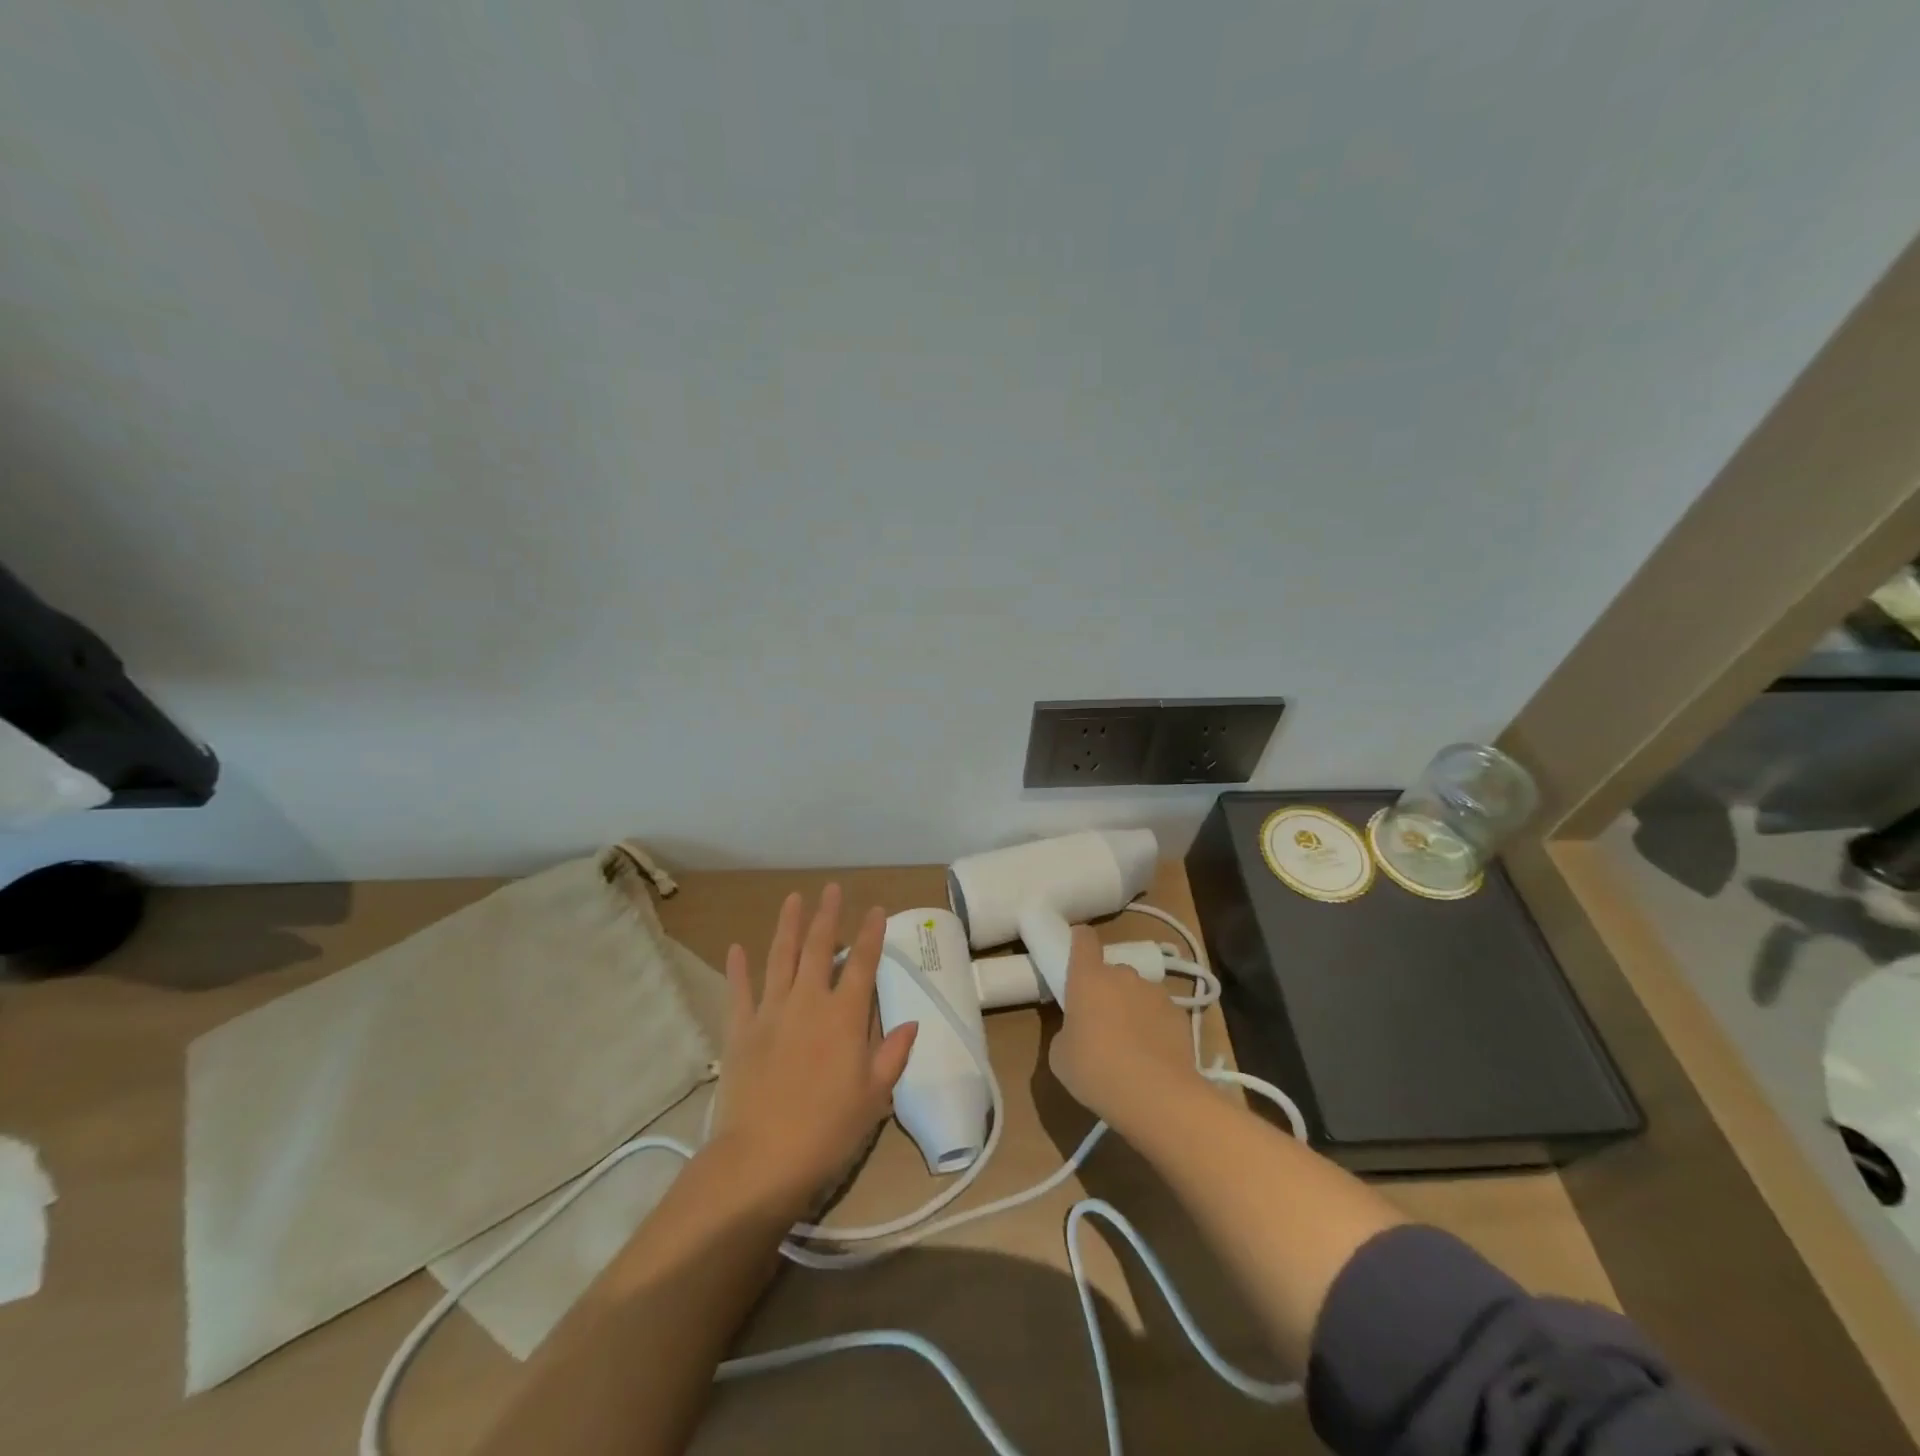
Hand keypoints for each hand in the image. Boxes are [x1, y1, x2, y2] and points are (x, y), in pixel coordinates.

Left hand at [711, 885, 918, 1212]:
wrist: (761, 1159)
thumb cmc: (827, 1130)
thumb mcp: (874, 1097)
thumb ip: (892, 1054)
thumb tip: (910, 1023)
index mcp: (844, 1016)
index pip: (862, 964)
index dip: (870, 934)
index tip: (875, 910)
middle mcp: (808, 1002)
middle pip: (818, 949)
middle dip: (827, 916)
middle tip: (831, 889)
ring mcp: (770, 1013)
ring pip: (780, 958)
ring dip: (787, 926)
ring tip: (793, 899)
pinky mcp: (740, 1031)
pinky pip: (739, 992)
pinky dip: (738, 969)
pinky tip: (737, 948)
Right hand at [1048, 925, 1200, 1127]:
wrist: (1158, 1097)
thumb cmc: (1096, 1071)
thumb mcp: (1060, 1056)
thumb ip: (1066, 1031)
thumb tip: (1078, 1031)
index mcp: (1088, 978)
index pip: (1083, 939)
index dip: (1079, 941)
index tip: (1075, 954)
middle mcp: (1123, 975)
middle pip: (1111, 971)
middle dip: (1106, 990)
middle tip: (1100, 1022)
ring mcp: (1155, 993)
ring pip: (1137, 992)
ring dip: (1131, 1008)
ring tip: (1130, 1044)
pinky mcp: (1180, 1014)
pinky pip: (1159, 1013)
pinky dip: (1154, 1026)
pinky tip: (1152, 1057)